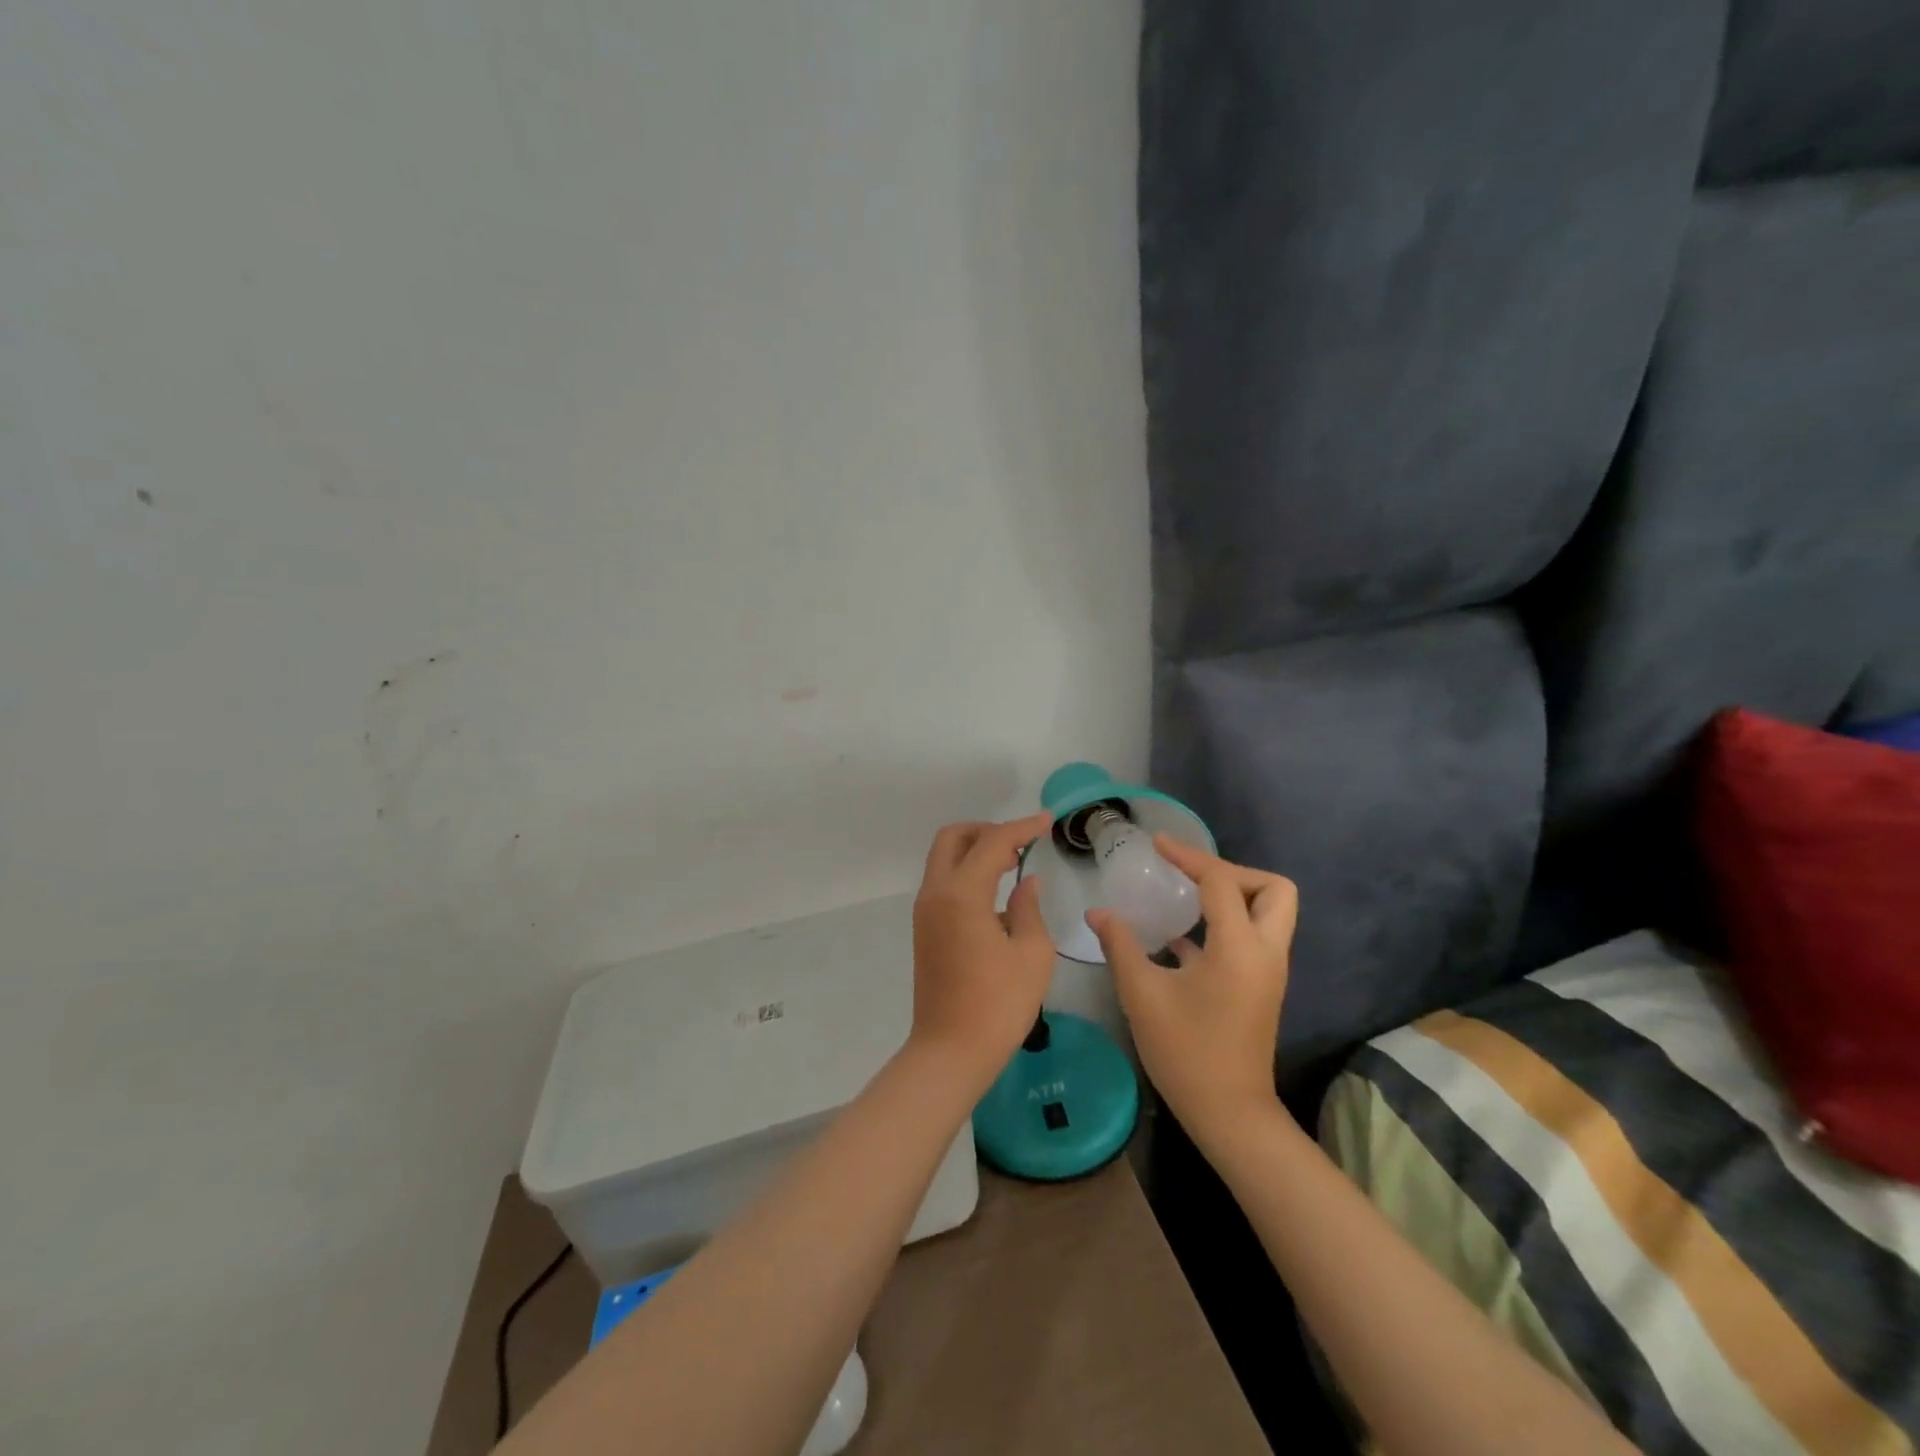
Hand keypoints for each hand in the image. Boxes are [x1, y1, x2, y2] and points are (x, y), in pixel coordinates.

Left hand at [909, 815, 1056, 1081]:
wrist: (951, 1051)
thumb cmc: (998, 1004)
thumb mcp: (1031, 954)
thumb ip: (1029, 908)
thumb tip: (1027, 882)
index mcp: (961, 894)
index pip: (992, 842)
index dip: (1022, 827)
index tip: (1047, 821)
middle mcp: (936, 893)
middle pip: (953, 838)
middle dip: (986, 831)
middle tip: (1020, 842)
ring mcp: (925, 912)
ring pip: (943, 859)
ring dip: (974, 851)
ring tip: (1012, 863)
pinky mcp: (925, 930)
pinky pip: (943, 883)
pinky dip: (967, 874)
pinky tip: (996, 895)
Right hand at [1087, 836, 1297, 1144]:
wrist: (1229, 1114)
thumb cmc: (1186, 1052)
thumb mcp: (1143, 994)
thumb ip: (1120, 945)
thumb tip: (1098, 912)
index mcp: (1240, 947)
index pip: (1220, 881)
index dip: (1188, 856)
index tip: (1157, 844)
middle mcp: (1266, 951)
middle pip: (1273, 888)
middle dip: (1232, 872)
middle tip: (1189, 877)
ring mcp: (1268, 971)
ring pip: (1270, 912)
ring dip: (1233, 896)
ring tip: (1185, 896)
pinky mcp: (1261, 986)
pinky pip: (1253, 937)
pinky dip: (1225, 924)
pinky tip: (1179, 937)